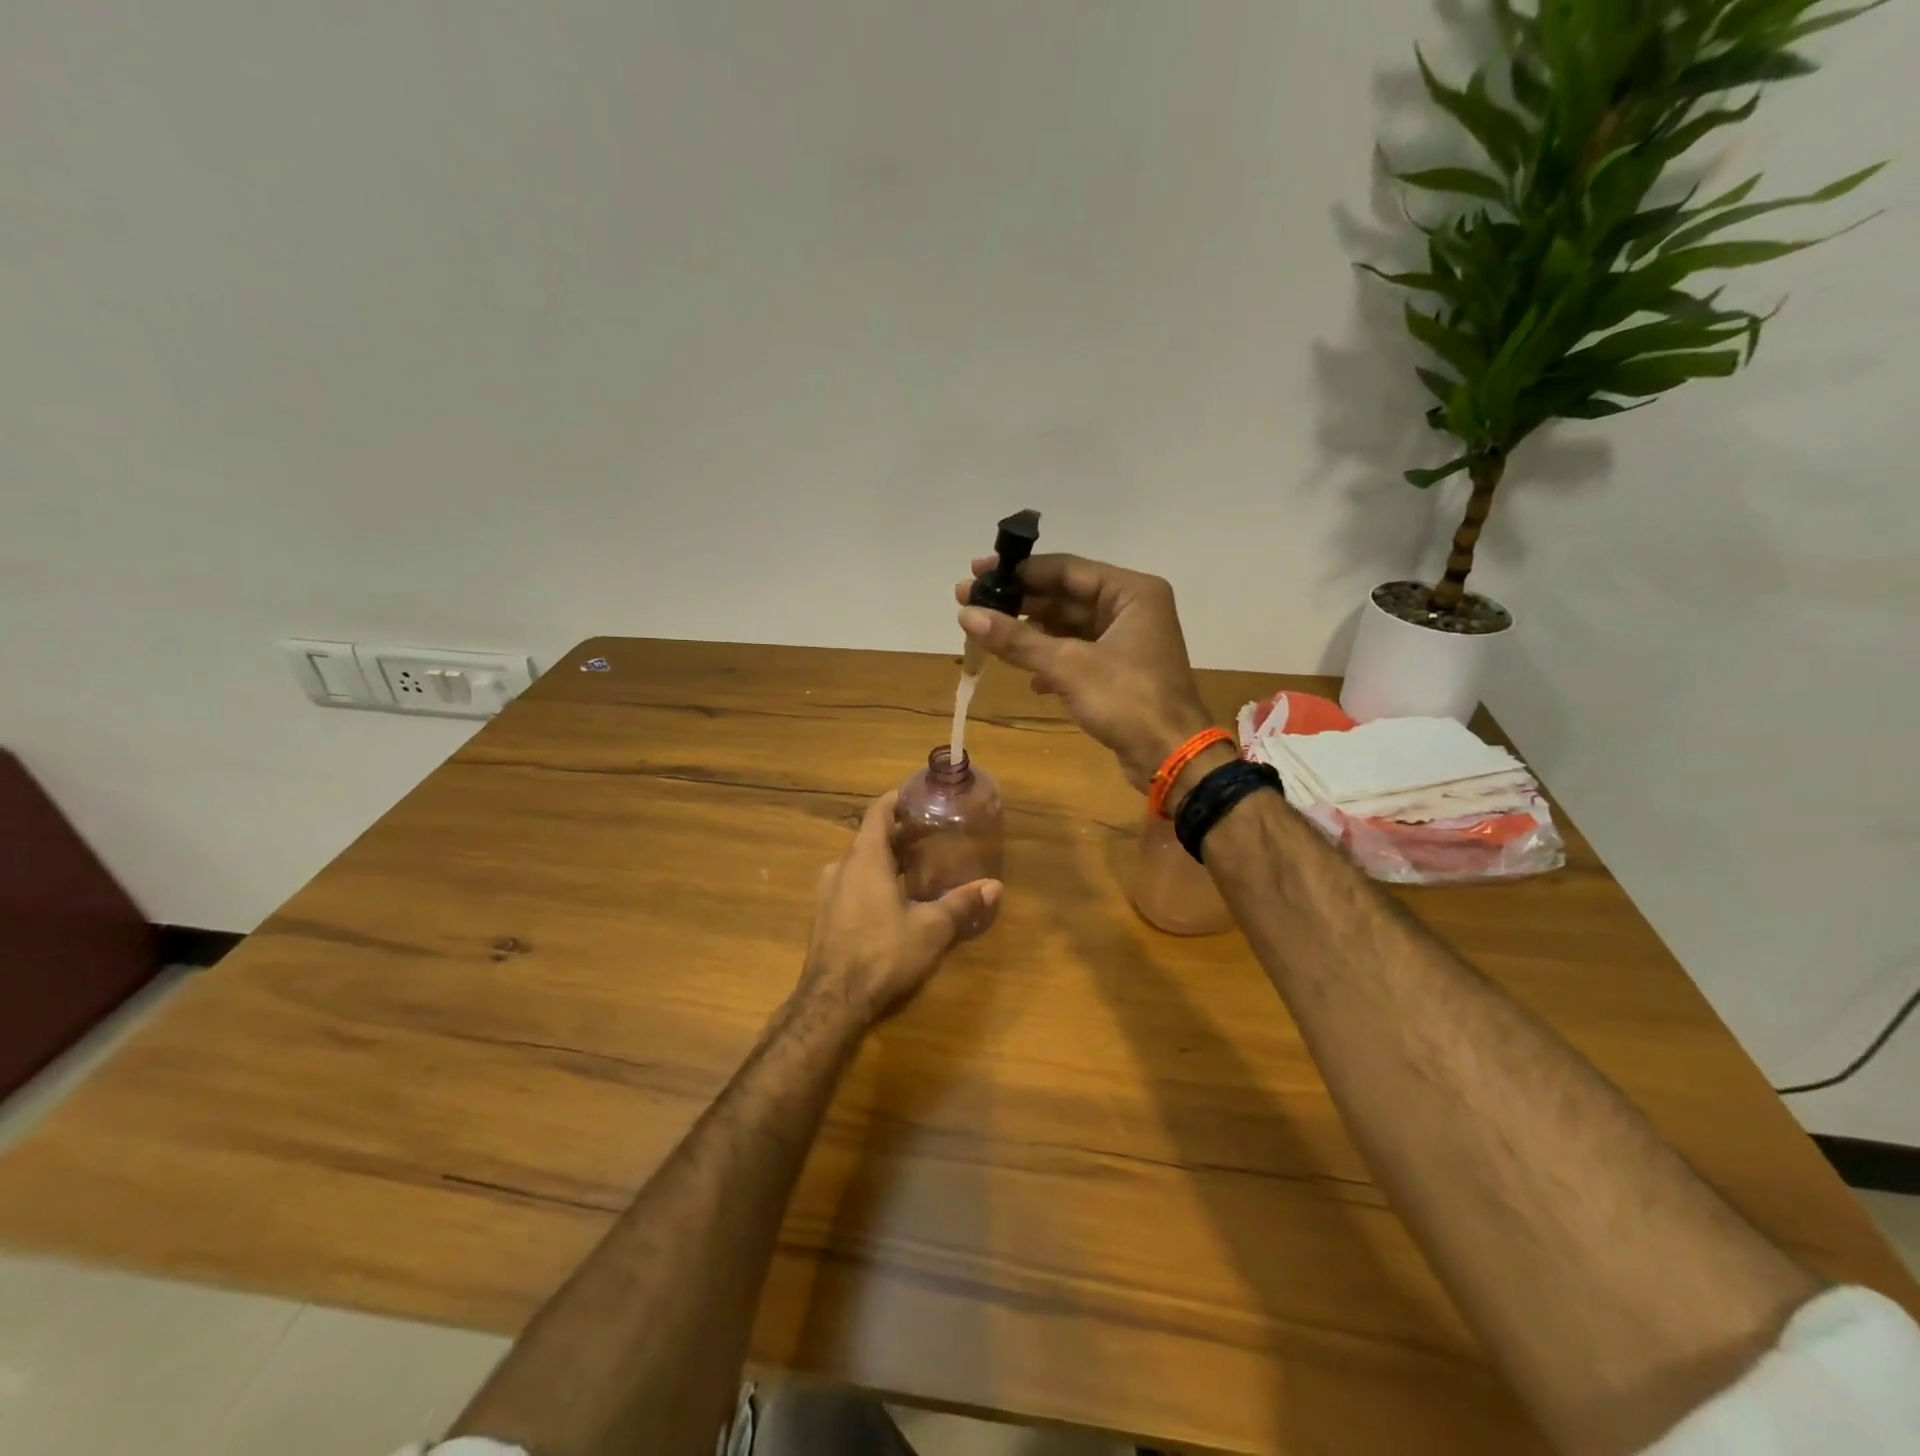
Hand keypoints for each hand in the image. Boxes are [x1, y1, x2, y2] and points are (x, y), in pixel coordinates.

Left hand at [798, 792, 1001, 1026]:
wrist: (831, 1003)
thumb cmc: (882, 953)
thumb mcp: (931, 928)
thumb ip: (961, 903)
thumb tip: (996, 887)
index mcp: (865, 858)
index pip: (878, 813)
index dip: (897, 800)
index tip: (917, 796)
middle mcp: (841, 867)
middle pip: (870, 838)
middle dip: (898, 835)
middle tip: (930, 836)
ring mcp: (827, 893)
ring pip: (859, 864)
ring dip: (884, 861)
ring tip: (915, 868)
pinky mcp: (823, 917)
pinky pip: (850, 886)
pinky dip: (871, 882)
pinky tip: (892, 901)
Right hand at [956, 553, 1213, 791]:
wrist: (1170, 757)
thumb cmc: (1127, 700)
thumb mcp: (1067, 666)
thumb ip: (1017, 638)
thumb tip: (967, 615)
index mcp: (1131, 592)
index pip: (1065, 570)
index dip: (1018, 571)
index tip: (977, 571)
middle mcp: (1130, 608)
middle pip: (1064, 596)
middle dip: (1018, 603)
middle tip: (969, 601)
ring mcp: (1125, 641)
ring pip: (1067, 627)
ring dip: (1029, 635)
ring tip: (984, 636)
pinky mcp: (1118, 671)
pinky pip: (1075, 654)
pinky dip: (1050, 662)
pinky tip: (1027, 678)